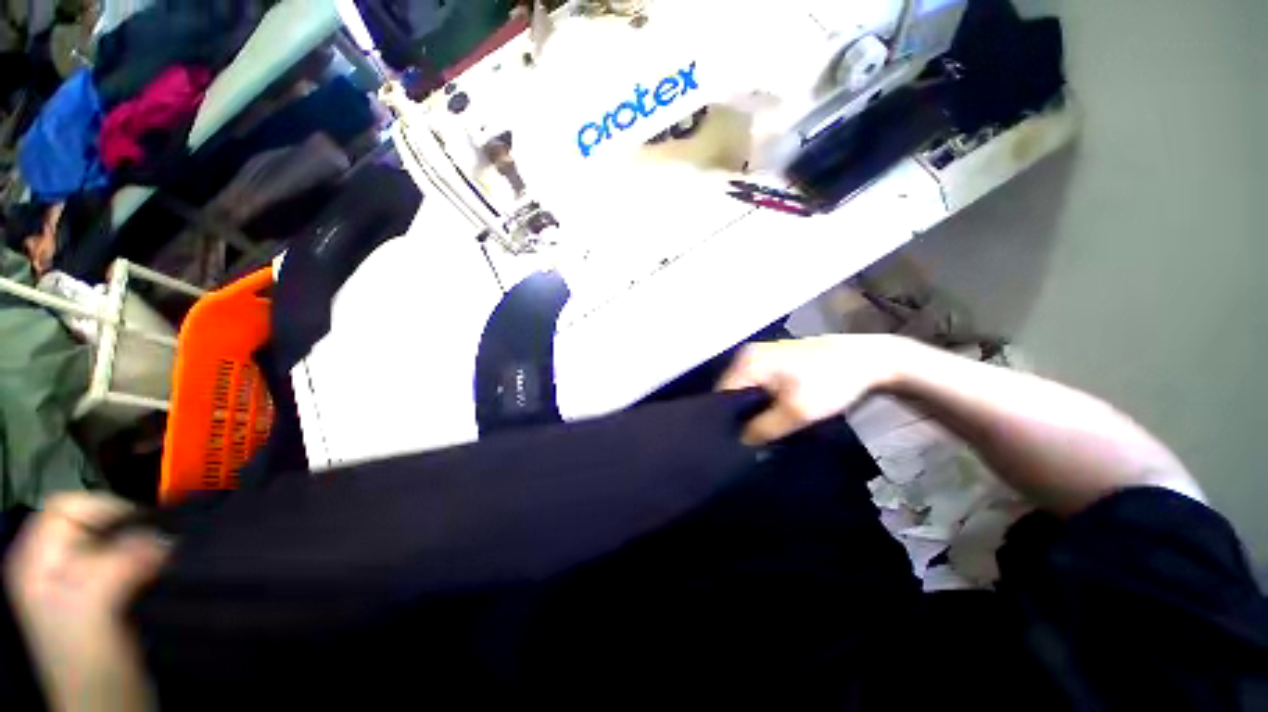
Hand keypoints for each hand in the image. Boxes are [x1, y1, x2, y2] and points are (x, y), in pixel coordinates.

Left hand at [4, 493, 167, 711]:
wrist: (111, 707)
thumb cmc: (90, 663)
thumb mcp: (93, 610)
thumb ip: (118, 564)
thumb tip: (163, 536)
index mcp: (37, 563)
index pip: (67, 506)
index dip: (104, 509)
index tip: (143, 529)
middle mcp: (56, 566)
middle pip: (94, 523)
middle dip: (131, 531)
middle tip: (159, 547)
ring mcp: (82, 583)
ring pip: (118, 542)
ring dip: (145, 548)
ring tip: (165, 562)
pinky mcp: (110, 596)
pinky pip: (132, 561)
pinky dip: (152, 562)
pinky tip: (163, 576)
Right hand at [718, 335, 905, 445]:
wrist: (866, 360)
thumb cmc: (830, 382)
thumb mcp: (797, 412)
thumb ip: (764, 429)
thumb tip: (741, 441)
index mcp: (747, 362)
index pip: (721, 394)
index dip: (724, 419)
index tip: (731, 441)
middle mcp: (747, 355)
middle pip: (730, 390)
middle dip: (736, 414)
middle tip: (744, 439)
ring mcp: (760, 355)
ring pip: (743, 388)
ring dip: (749, 408)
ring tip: (755, 430)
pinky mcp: (772, 359)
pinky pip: (755, 383)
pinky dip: (759, 399)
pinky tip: (768, 413)